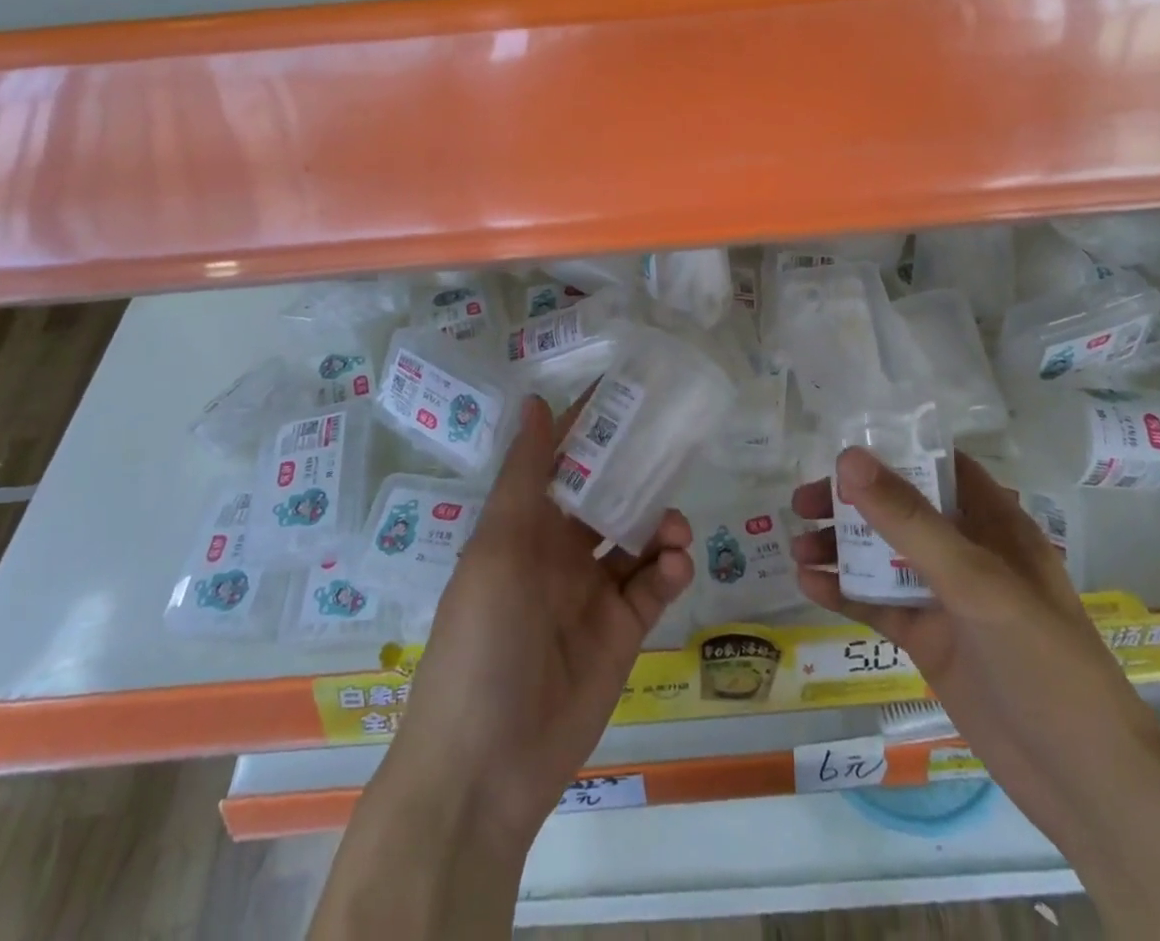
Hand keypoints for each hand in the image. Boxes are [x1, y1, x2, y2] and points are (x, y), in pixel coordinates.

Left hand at [316, 395, 693, 939]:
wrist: (486, 768)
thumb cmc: (482, 640)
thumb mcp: (498, 549)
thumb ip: (525, 476)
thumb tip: (536, 400)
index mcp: (524, 525)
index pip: (561, 460)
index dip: (590, 427)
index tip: (629, 392)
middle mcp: (559, 551)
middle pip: (607, 495)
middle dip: (638, 473)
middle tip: (675, 450)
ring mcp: (592, 591)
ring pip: (637, 538)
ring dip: (662, 524)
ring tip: (677, 528)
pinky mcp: (622, 631)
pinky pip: (653, 587)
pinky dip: (670, 570)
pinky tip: (675, 567)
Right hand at [790, 448, 1159, 844]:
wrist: (1084, 784)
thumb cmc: (1043, 662)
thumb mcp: (975, 582)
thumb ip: (909, 521)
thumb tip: (848, 458)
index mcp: (993, 524)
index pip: (939, 467)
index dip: (893, 452)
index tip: (841, 450)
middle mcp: (967, 552)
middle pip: (899, 510)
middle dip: (851, 503)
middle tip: (803, 504)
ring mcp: (946, 598)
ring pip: (882, 557)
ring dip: (841, 548)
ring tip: (797, 548)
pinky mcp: (929, 639)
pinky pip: (878, 604)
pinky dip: (844, 592)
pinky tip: (809, 586)